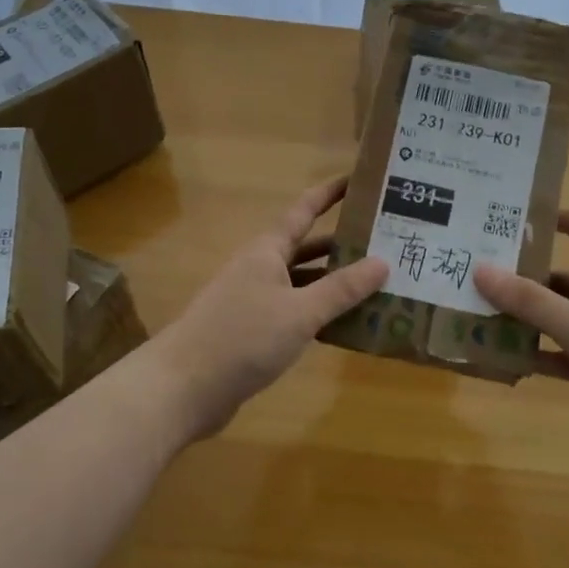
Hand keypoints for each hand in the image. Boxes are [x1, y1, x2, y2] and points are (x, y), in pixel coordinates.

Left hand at [155, 177, 389, 439]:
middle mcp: (260, 269)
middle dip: (342, 244)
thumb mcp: (300, 312)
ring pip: (302, 283)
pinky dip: (318, 313)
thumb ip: (341, 289)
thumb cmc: (242, 338)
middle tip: (385, 241)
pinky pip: (294, 312)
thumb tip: (383, 262)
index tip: (358, 179)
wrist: (183, 388)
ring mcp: (254, 301)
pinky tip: (345, 325)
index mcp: (267, 251)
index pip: (304, 210)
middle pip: (306, 248)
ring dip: (333, 283)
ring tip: (377, 284)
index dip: (329, 193)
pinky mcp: (252, 332)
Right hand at [474, 211, 568, 462]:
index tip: (537, 220)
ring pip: (563, 321)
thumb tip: (480, 270)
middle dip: (531, 279)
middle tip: (487, 279)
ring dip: (530, 321)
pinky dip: (541, 357)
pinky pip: (565, 357)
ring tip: (485, 318)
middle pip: (568, 281)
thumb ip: (528, 300)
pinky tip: (509, 359)